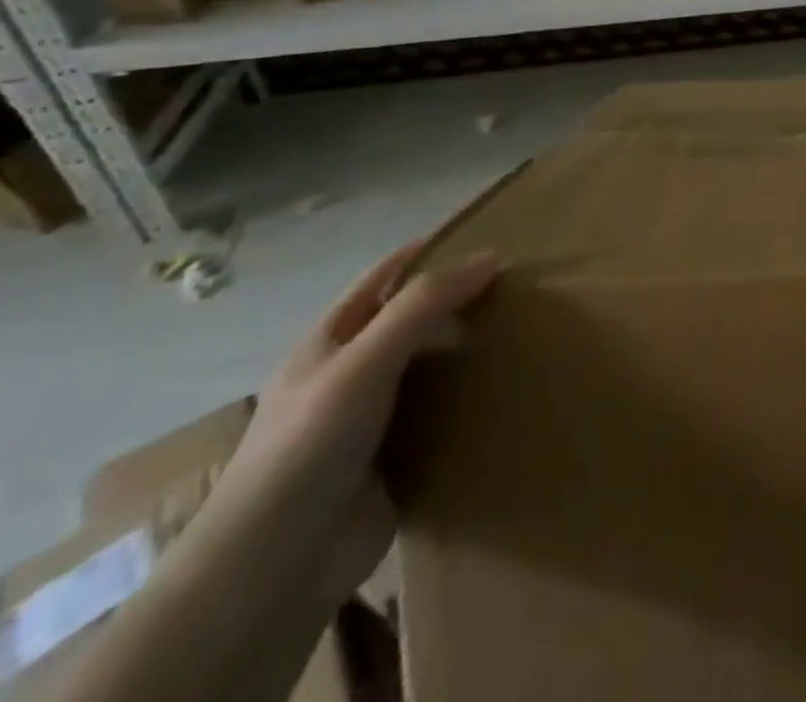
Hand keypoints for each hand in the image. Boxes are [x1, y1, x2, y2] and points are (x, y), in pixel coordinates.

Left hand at [209, 239, 499, 604]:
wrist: (276, 568)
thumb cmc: (308, 447)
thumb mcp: (364, 360)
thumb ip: (423, 305)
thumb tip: (491, 257)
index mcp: (330, 342)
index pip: (384, 278)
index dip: (428, 252)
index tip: (486, 236)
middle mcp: (352, 373)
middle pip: (414, 320)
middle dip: (461, 301)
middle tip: (522, 285)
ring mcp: (375, 418)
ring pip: (434, 366)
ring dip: (473, 350)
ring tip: (529, 329)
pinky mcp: (399, 458)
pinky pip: (446, 414)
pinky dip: (475, 398)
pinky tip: (512, 386)